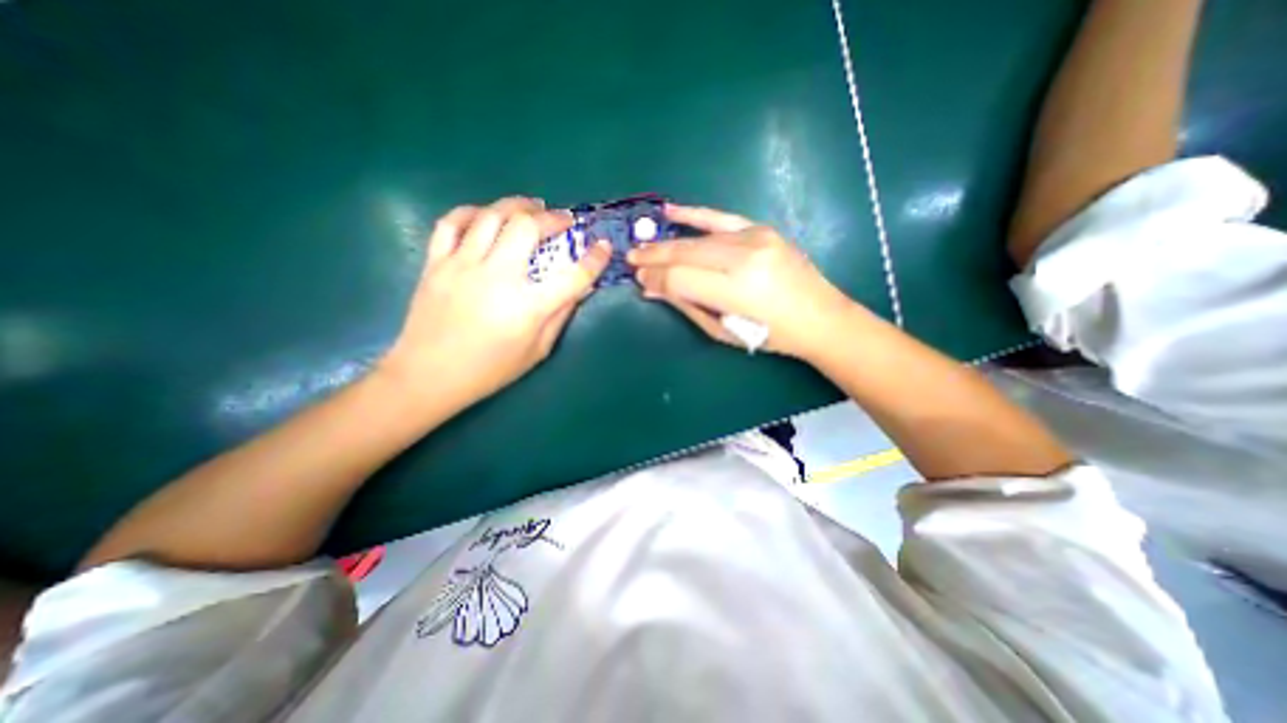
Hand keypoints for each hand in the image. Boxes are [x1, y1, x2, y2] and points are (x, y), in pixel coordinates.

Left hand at [378, 195, 608, 405]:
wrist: (429, 375)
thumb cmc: (490, 370)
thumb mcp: (537, 351)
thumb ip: (560, 316)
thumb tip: (579, 289)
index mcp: (528, 307)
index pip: (573, 276)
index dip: (594, 259)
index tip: (603, 247)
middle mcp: (498, 277)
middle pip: (528, 228)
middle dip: (553, 218)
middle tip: (564, 220)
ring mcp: (463, 265)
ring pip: (492, 216)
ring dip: (517, 205)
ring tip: (532, 206)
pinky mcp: (436, 262)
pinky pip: (452, 222)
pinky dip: (472, 212)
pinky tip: (486, 215)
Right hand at [631, 203, 858, 358]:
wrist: (819, 316)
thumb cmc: (770, 335)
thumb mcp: (724, 331)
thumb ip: (687, 305)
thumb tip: (652, 289)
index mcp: (736, 291)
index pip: (680, 277)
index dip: (656, 278)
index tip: (639, 280)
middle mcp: (744, 258)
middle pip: (685, 252)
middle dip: (654, 257)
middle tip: (632, 259)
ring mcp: (755, 238)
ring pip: (698, 238)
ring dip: (667, 242)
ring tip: (645, 247)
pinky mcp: (761, 229)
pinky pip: (721, 217)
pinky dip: (694, 214)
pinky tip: (670, 211)